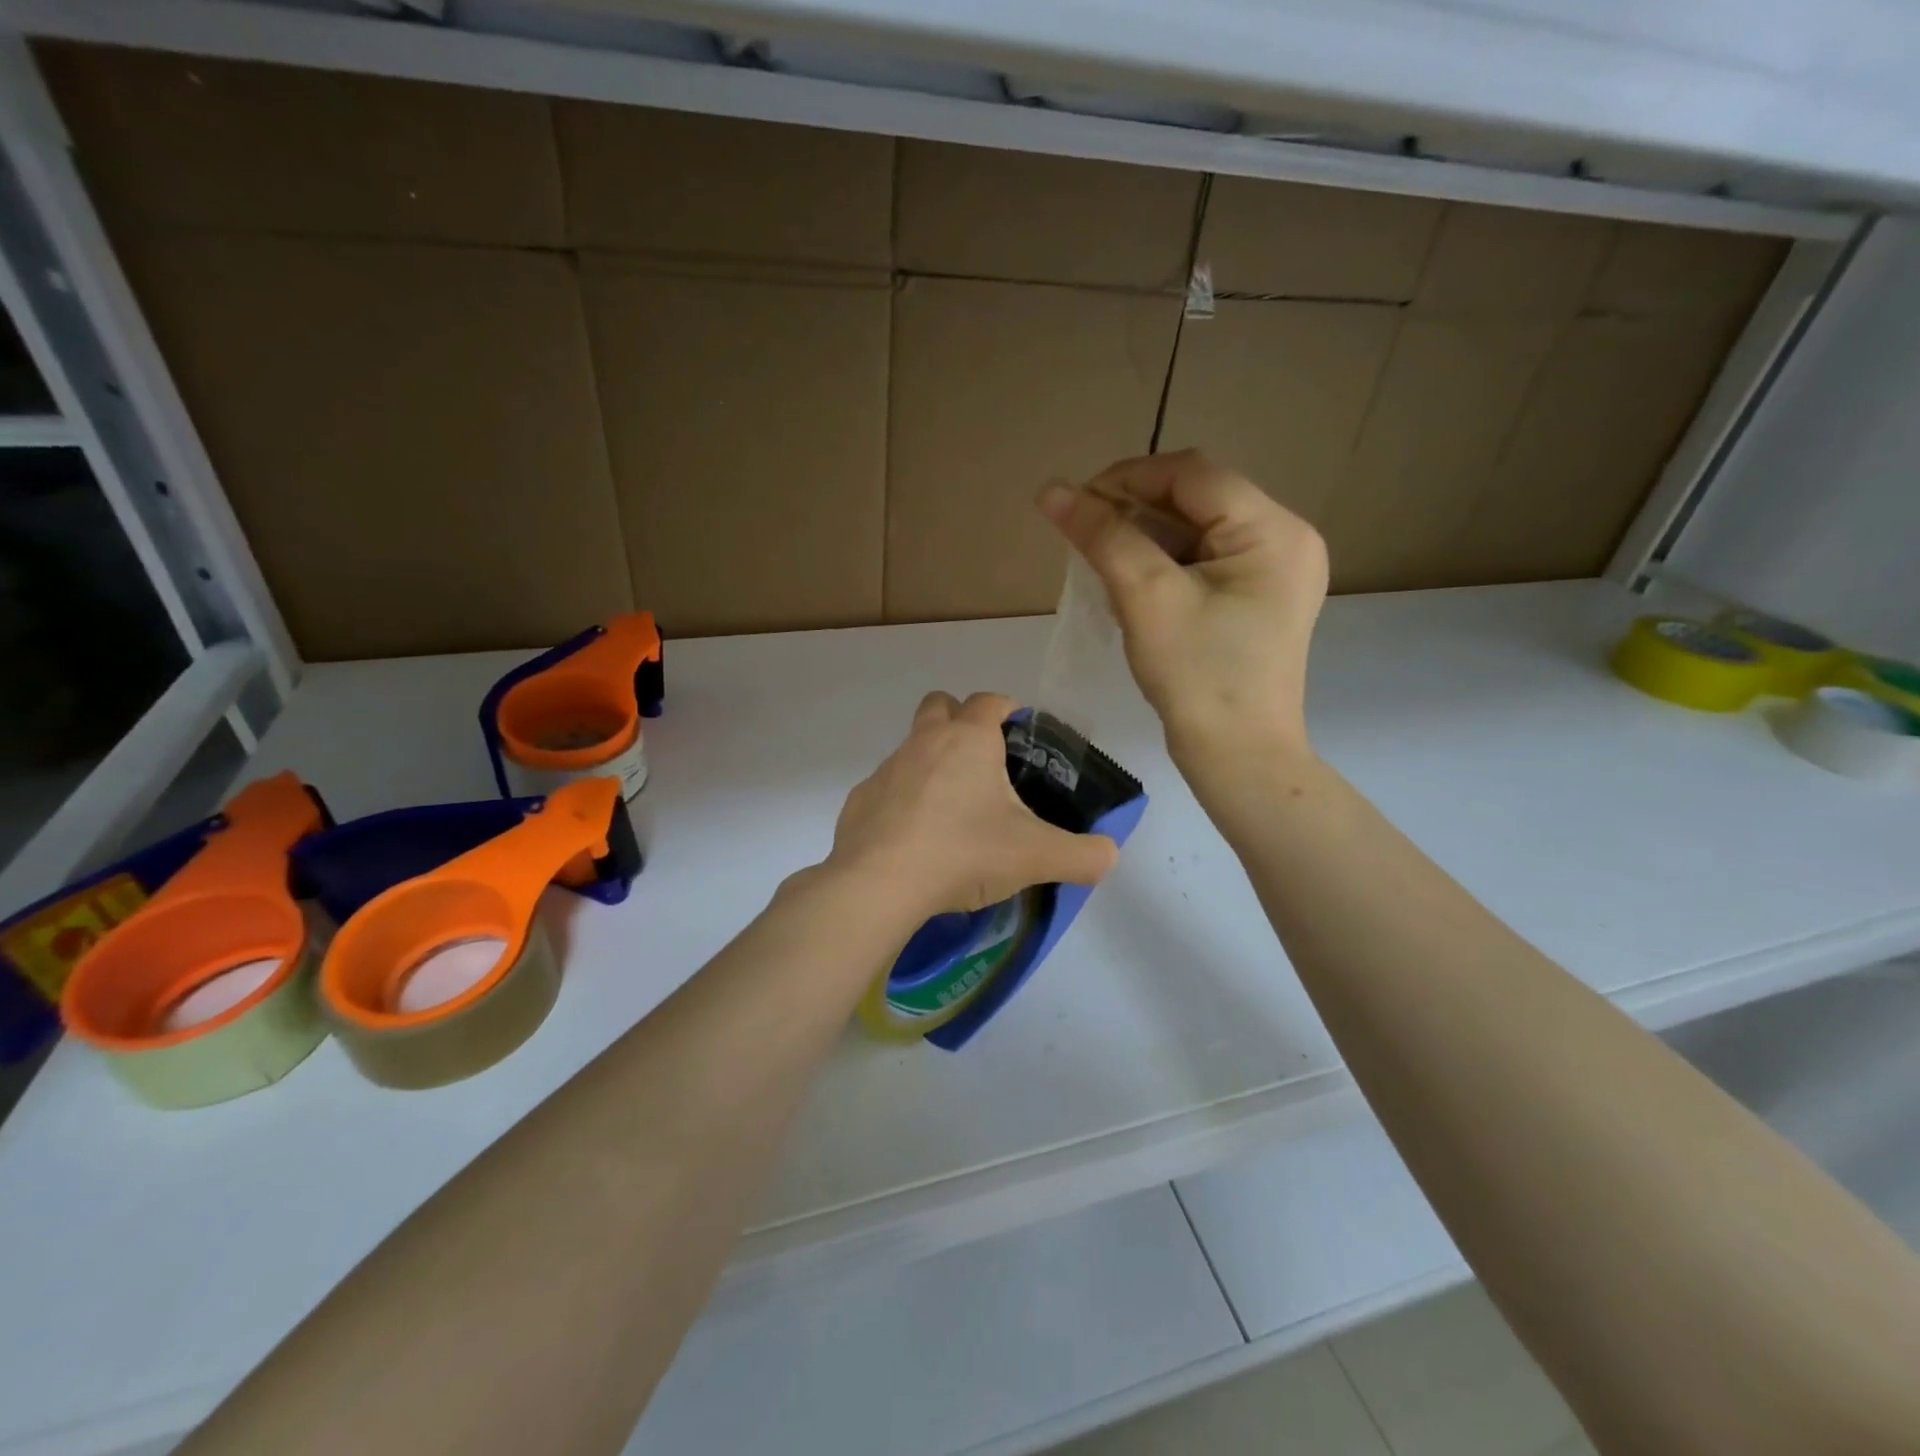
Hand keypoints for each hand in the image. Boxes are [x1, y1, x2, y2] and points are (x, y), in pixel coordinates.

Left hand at [827, 691, 1117, 917]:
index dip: (1008, 707)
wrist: (880, 884)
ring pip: (912, 747)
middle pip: (940, 705)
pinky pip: (887, 788)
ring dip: (931, 763)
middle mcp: (924, 741)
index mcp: (969, 739)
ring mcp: (887, 769)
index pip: (990, 700)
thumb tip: (1107, 855)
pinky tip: (916, 838)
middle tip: (984, 761)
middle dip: (960, 719)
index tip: (1020, 730)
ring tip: (953, 810)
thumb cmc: (964, 852)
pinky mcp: (860, 800)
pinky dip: (903, 801)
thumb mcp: (1036, 856)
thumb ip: (1083, 855)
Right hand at [1038, 449, 1326, 767]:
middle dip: (1134, 510)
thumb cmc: (1197, 677)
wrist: (1237, 757)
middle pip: (1197, 499)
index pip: (1193, 474)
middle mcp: (1285, 540)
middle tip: (1083, 535)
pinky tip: (1130, 584)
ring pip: (1197, 530)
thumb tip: (1050, 491)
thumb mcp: (1146, 598)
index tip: (1074, 504)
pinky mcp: (1259, 599)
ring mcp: (1276, 572)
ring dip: (1144, 538)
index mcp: (1273, 530)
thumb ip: (1102, 536)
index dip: (1128, 478)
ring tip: (1100, 561)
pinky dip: (1163, 564)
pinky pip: (1204, 561)